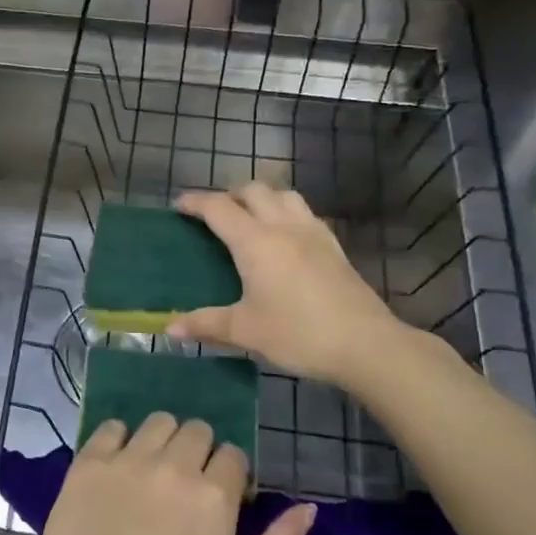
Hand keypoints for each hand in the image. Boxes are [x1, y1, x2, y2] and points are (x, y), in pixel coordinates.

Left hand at [27, 413, 314, 534]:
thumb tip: (307, 508)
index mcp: (214, 494)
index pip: (234, 455)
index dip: (230, 477)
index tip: (219, 503)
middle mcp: (174, 464)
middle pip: (197, 430)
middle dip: (199, 453)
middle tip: (185, 489)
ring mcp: (128, 458)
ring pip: (158, 422)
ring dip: (163, 440)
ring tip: (153, 473)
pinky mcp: (90, 461)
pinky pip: (112, 427)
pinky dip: (119, 440)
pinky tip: (118, 468)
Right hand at [170, 183, 407, 390]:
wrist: (366, 344)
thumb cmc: (298, 333)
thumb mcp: (245, 331)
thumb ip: (206, 325)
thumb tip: (170, 329)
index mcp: (256, 242)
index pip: (218, 208)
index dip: (195, 202)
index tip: (178, 206)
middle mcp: (283, 227)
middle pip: (253, 191)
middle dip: (229, 195)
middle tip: (214, 215)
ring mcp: (313, 233)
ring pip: (284, 195)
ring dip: (262, 198)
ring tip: (250, 218)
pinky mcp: (334, 246)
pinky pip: (305, 213)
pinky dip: (286, 212)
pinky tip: (285, 238)